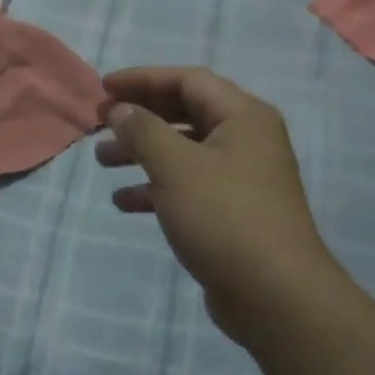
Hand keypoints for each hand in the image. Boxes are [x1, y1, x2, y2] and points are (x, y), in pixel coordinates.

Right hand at [97, 66, 348, 349]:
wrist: (275, 295)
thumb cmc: (224, 217)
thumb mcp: (175, 166)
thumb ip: (142, 130)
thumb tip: (119, 109)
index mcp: (243, 117)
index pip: (188, 80)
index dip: (143, 79)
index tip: (104, 88)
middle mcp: (246, 140)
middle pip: (184, 113)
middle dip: (139, 116)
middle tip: (100, 123)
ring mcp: (240, 177)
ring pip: (182, 151)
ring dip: (141, 152)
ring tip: (102, 161)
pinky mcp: (231, 211)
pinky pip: (187, 185)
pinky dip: (155, 187)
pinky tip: (124, 201)